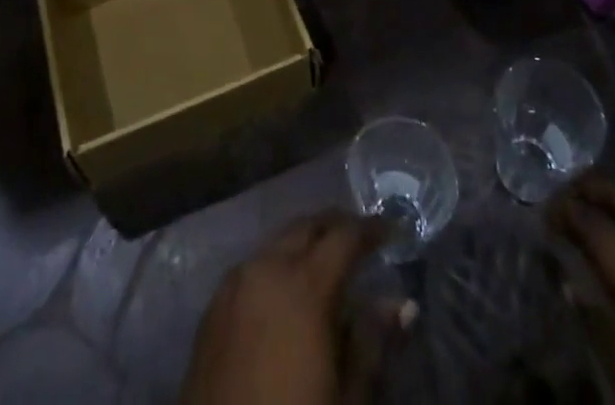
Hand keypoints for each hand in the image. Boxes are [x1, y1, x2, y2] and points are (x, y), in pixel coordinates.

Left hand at [181, 211, 385, 404]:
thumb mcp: (348, 400)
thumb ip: (373, 344)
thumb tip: (402, 304)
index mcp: (304, 284)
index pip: (344, 236)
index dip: (372, 229)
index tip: (393, 230)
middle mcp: (265, 267)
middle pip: (306, 227)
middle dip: (336, 227)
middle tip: (361, 241)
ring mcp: (233, 285)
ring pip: (276, 244)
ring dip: (304, 246)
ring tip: (327, 268)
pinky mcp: (212, 309)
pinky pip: (252, 269)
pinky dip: (276, 268)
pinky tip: (287, 297)